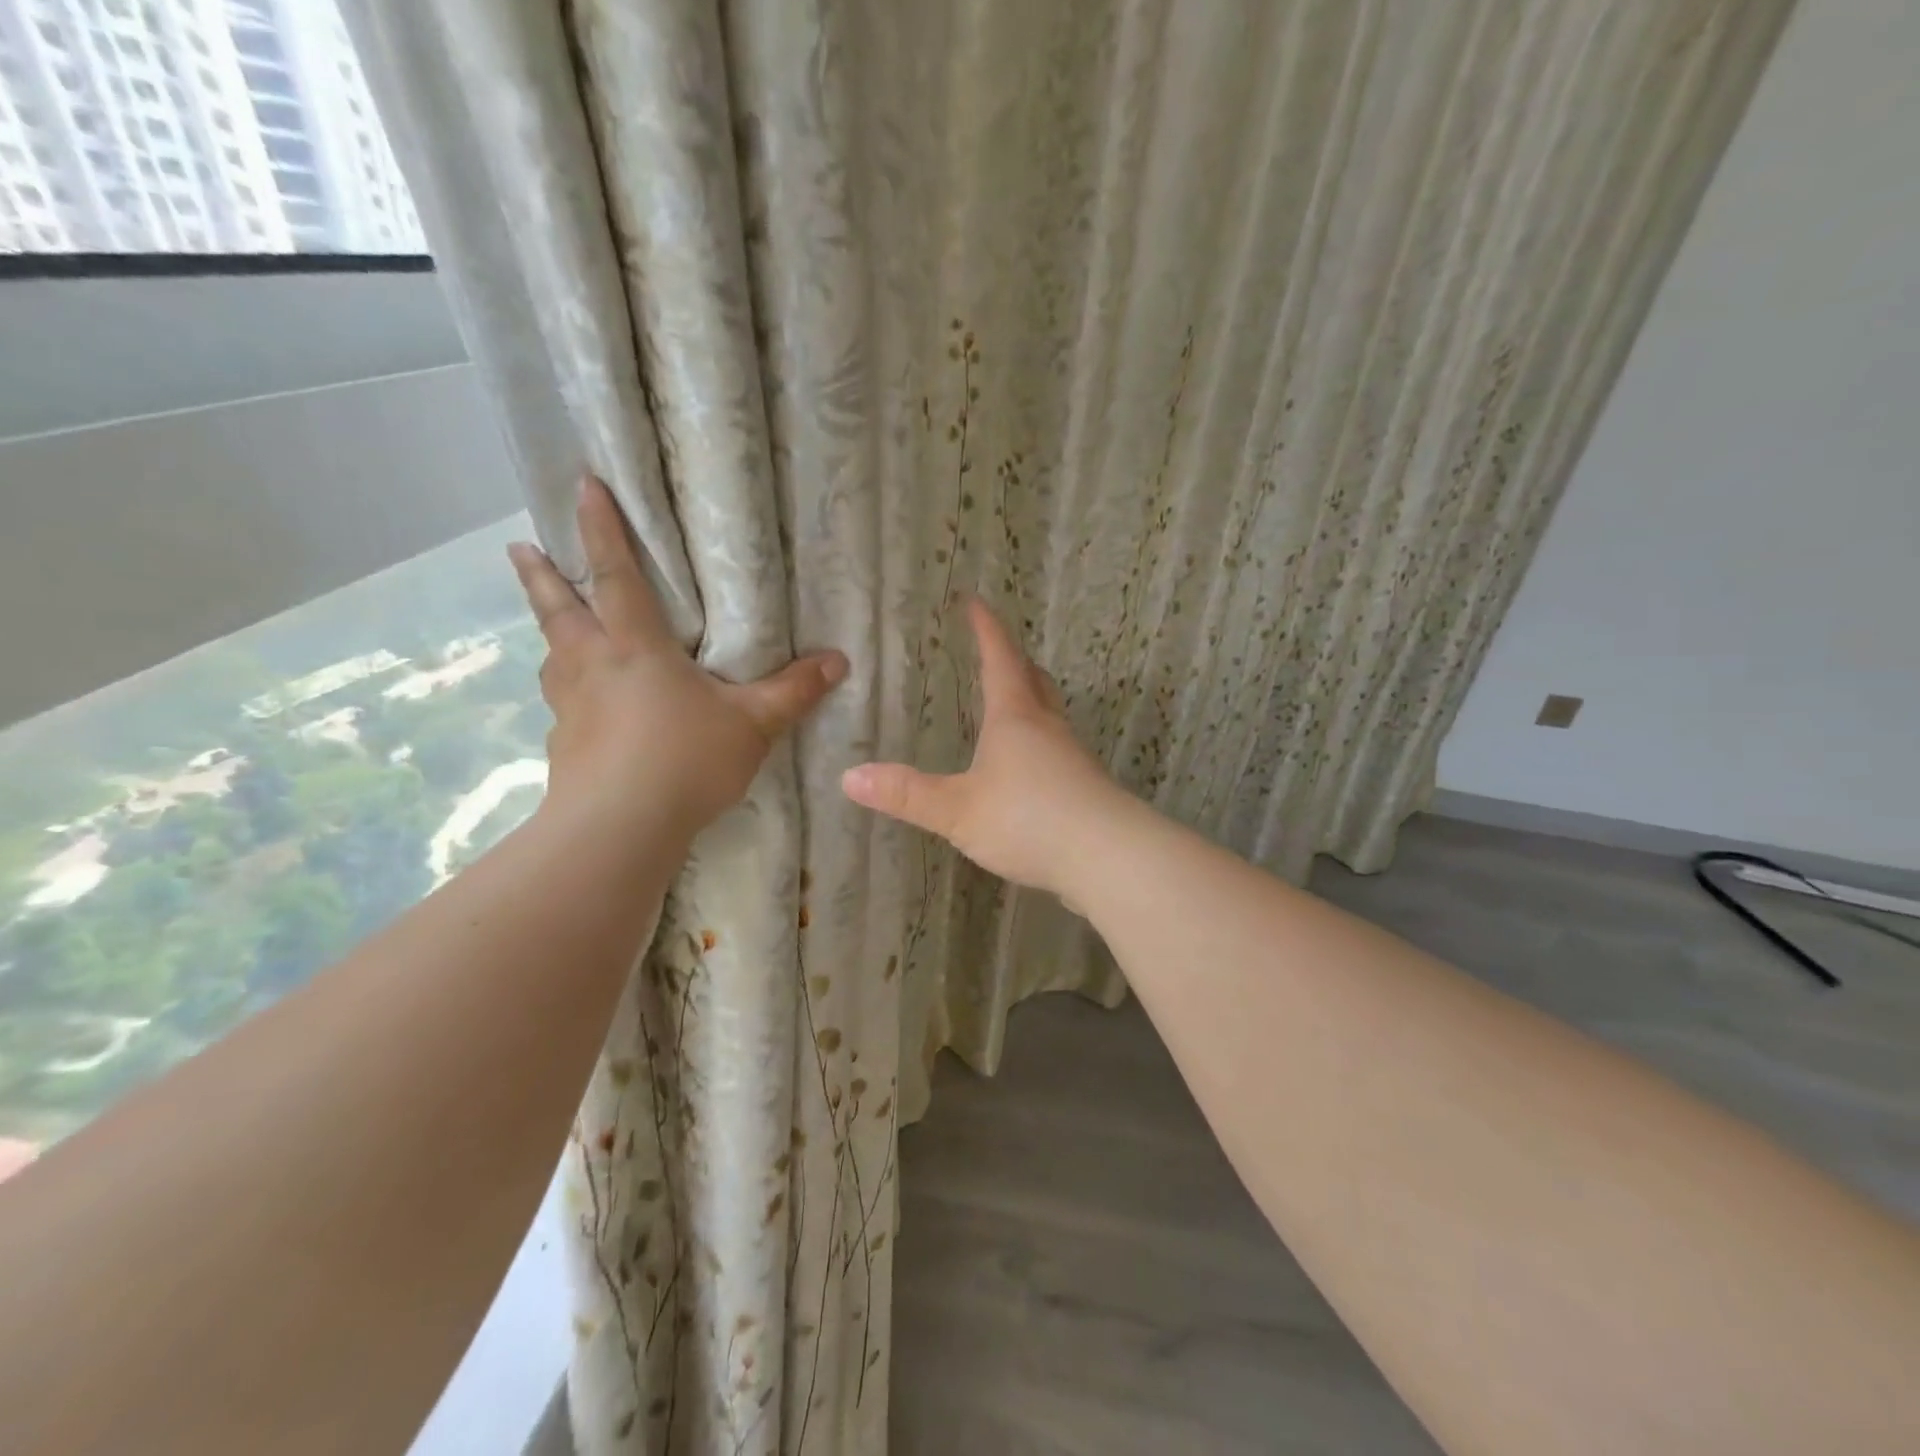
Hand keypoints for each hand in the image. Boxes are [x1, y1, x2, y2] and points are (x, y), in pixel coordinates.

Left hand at [509, 477, 846, 839]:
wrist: (618, 829)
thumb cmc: (685, 760)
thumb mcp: (753, 724)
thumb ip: (793, 691)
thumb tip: (838, 662)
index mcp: (635, 647)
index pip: (614, 575)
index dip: (600, 529)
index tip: (581, 486)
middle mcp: (593, 666)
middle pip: (559, 609)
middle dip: (541, 575)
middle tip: (520, 546)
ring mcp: (570, 708)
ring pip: (553, 657)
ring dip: (550, 634)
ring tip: (555, 631)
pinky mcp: (563, 747)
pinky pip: (563, 707)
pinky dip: (567, 696)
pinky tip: (581, 714)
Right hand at [840, 597, 1123, 900]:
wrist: (1108, 856)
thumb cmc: (1028, 819)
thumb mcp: (957, 809)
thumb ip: (907, 795)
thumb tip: (850, 777)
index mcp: (1014, 718)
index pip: (999, 658)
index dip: (986, 629)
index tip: (974, 602)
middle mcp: (1046, 727)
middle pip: (1032, 679)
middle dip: (1012, 659)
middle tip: (995, 648)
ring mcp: (1071, 756)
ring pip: (1049, 712)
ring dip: (1030, 697)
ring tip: (1010, 701)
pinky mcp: (1083, 786)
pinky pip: (1056, 748)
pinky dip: (1038, 739)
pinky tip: (1028, 765)